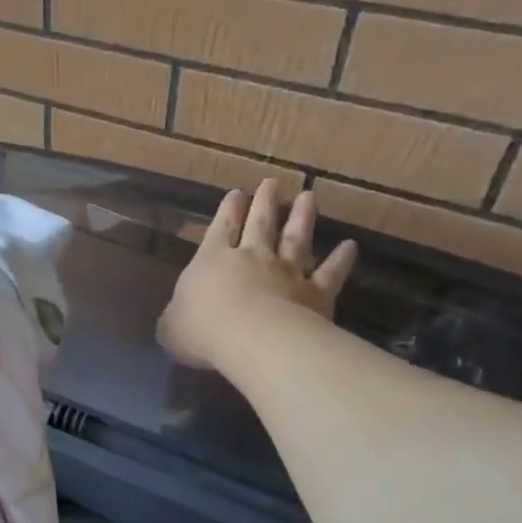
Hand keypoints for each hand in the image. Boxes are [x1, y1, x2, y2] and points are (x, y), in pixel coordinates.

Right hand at [159, 182, 357, 370]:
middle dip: (265, 202)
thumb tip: (177, 318)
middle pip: (260, 224)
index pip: (220, 228)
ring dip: (302, 217)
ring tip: (308, 198)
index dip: (228, 210)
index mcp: (212, 260)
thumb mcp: (171, 326)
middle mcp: (252, 257)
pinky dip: (341, 259)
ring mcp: (287, 271)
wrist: (253, 339)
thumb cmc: (202, 329)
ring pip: (296, 238)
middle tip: (272, 183)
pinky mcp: (316, 292)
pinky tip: (350, 246)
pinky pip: (330, 272)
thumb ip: (177, 316)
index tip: (236, 193)